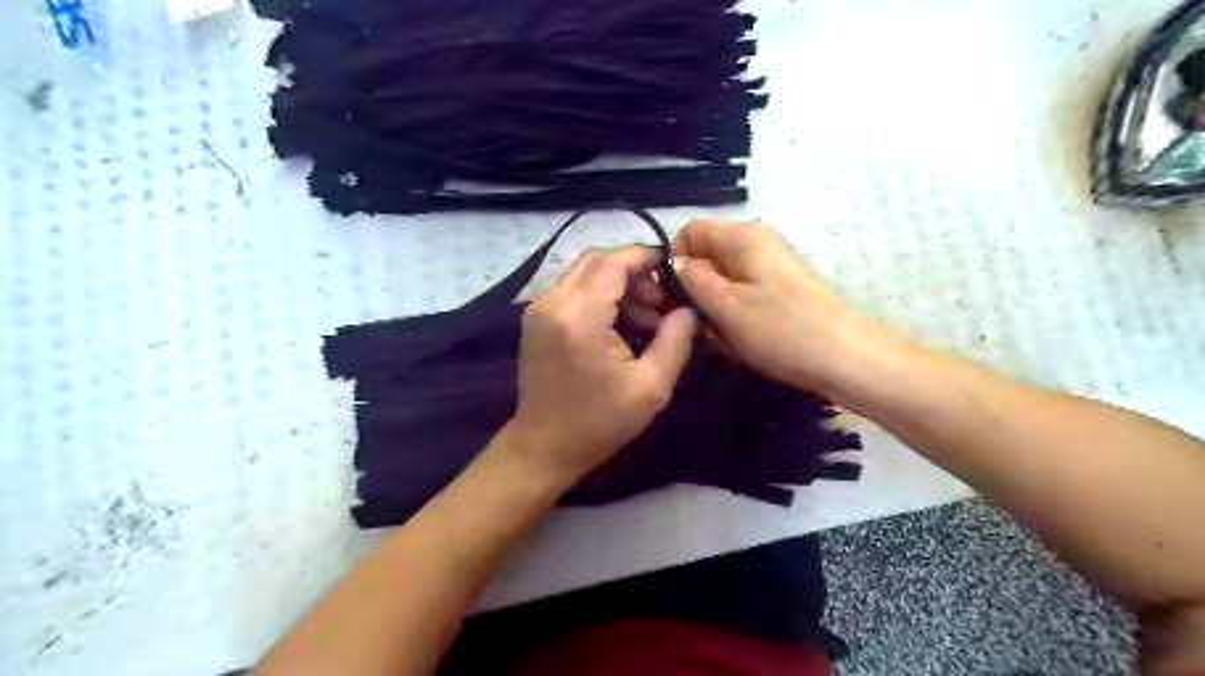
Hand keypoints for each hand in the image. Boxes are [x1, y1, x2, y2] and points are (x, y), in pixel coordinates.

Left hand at [506, 245, 696, 483]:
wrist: (544, 448)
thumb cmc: (599, 424)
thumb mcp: (651, 388)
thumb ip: (676, 340)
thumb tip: (690, 308)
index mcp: (579, 317)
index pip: (614, 262)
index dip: (646, 258)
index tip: (675, 271)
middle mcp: (552, 302)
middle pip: (598, 261)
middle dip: (635, 273)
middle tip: (662, 304)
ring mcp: (539, 309)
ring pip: (585, 273)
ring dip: (619, 286)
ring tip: (647, 321)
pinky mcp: (536, 319)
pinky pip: (573, 290)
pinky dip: (600, 297)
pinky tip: (621, 326)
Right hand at [669, 216, 893, 394]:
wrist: (848, 360)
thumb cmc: (782, 330)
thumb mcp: (727, 306)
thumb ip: (693, 280)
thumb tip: (673, 263)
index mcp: (744, 237)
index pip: (690, 232)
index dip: (674, 261)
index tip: (671, 297)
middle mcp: (758, 244)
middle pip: (707, 258)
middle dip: (696, 293)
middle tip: (700, 327)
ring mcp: (771, 269)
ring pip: (722, 283)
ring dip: (714, 312)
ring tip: (724, 341)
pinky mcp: (780, 292)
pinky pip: (742, 298)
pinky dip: (734, 319)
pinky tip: (741, 344)